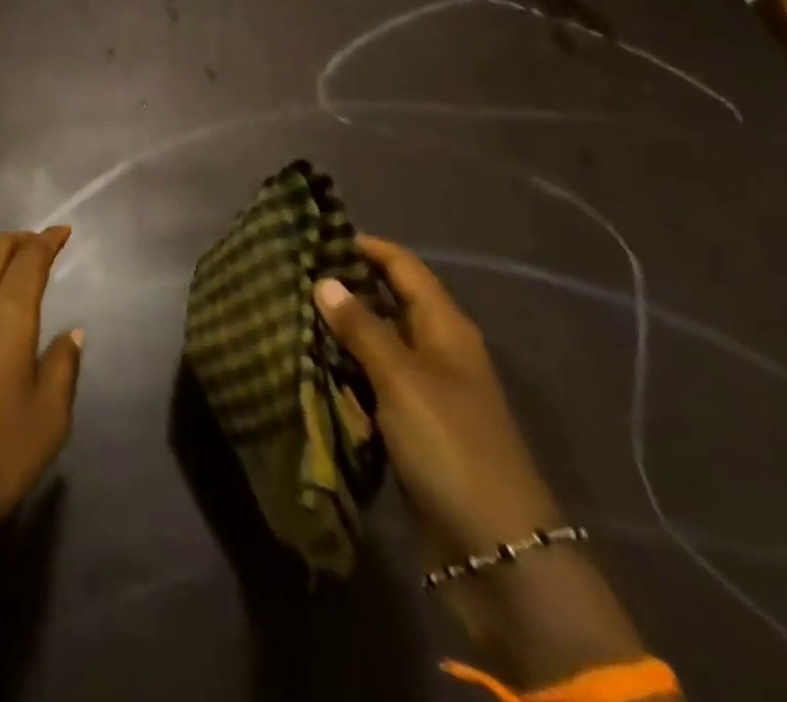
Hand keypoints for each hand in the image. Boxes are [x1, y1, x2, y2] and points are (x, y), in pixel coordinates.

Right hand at [317, 237, 646, 687]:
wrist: (498, 554)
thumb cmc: (452, 448)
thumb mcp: (403, 380)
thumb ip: (362, 329)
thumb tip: (325, 281)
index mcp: (446, 329)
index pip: (403, 266)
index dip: (364, 245)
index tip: (315, 233)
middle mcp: (437, 351)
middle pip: (388, 301)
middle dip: (343, 286)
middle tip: (289, 273)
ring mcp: (425, 391)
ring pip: (375, 343)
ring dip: (338, 329)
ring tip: (288, 311)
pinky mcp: (411, 426)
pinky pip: (370, 382)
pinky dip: (342, 368)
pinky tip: (307, 362)